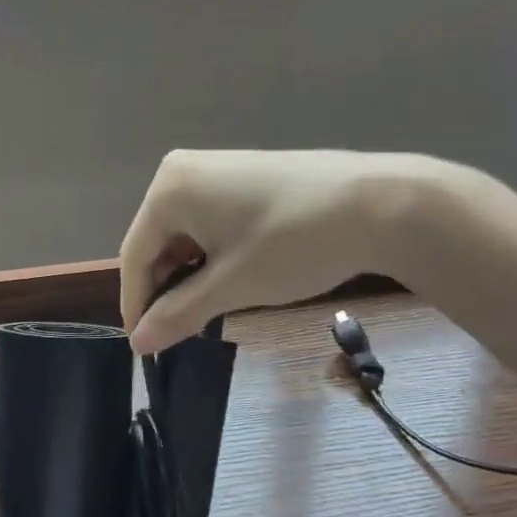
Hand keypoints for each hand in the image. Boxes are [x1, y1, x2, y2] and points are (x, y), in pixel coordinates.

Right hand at [120, 150, 465, 353]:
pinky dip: (211, 254)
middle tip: (178, 332)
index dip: (137, 304)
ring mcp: (214, 169)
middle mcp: (182, 171)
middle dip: (165, 288)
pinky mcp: (243, 176)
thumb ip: (178, 314)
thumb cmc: (294, 244)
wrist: (381, 203)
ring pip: (184, 234)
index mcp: (168, 189)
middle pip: (157, 241)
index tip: (143, 347)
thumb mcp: (231, 285)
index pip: (135, 255)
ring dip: (189, 274)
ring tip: (206, 311)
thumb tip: (137, 343)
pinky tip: (229, 278)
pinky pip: (208, 221)